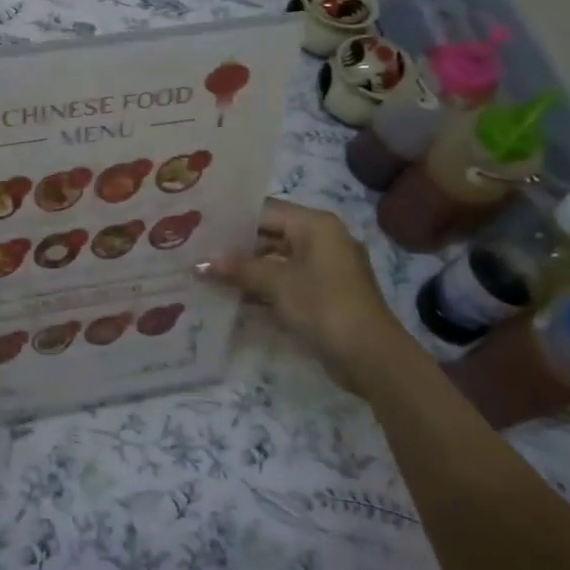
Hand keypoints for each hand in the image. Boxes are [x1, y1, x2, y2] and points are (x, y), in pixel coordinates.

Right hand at [200, 199, 415, 396]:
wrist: (372, 358)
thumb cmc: (324, 306)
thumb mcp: (277, 283)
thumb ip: (238, 269)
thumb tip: (200, 263)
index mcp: (315, 225)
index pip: (264, 210)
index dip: (231, 218)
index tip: (199, 225)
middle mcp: (321, 239)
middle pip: (269, 234)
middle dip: (235, 246)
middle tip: (197, 249)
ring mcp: (324, 268)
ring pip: (276, 260)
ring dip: (246, 269)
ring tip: (206, 272)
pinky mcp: (323, 294)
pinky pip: (285, 281)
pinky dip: (262, 287)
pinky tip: (231, 295)